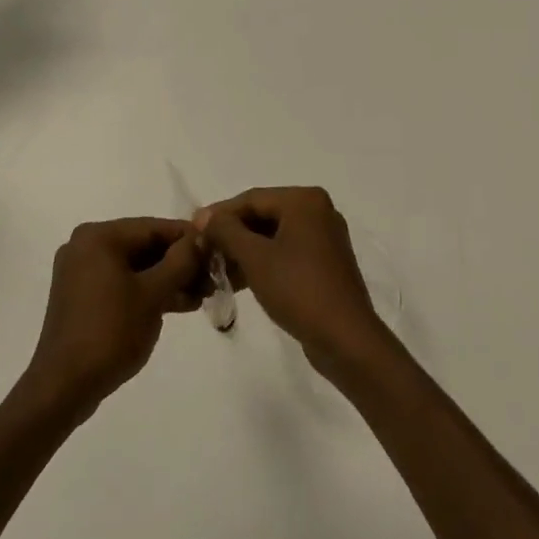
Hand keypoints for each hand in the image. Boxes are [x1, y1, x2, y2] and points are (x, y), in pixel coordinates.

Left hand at [22, 218, 205, 420]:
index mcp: (99, 236)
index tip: (217, 251)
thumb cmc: (111, 331)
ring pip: (135, 266)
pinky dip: (147, 291)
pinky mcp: (82, 296)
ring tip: (201, 296)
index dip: (188, 239)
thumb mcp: (153, 294)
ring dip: (167, 279)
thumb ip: (180, 261)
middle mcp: (86, 246)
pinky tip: (179, 304)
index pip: (154, 227)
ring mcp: (82, 272)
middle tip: (212, 278)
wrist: (65, 385)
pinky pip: (122, 283)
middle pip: (144, 245)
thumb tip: (200, 238)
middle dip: (179, 263)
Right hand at [196, 187, 390, 383]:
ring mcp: (324, 238)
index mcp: (304, 201)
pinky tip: (238, 280)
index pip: (252, 199)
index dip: (219, 214)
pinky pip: (286, 252)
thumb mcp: (255, 258)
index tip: (192, 230)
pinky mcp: (325, 264)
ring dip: (244, 250)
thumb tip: (203, 216)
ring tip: (214, 268)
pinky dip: (263, 262)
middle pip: (263, 215)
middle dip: (231, 234)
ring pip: (273, 236)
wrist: (346, 339)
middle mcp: (318, 211)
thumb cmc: (298, 289)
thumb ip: (226, 231)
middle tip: (202, 250)